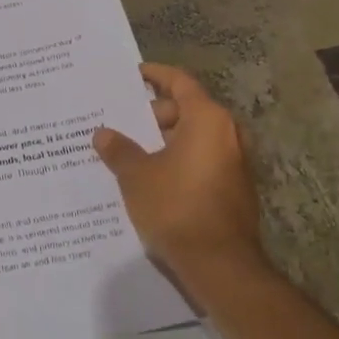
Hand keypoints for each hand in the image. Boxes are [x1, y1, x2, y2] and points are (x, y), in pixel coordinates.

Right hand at [93, 64, 266, 281]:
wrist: (219, 263)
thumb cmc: (175, 207)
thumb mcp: (136, 176)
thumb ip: (119, 150)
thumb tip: (103, 133)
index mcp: (207, 120)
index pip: (180, 83)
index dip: (156, 75)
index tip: (133, 74)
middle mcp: (227, 135)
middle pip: (187, 111)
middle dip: (153, 115)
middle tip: (120, 123)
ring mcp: (234, 163)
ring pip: (193, 139)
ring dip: (163, 142)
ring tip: (128, 151)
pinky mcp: (233, 189)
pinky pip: (200, 162)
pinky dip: (177, 162)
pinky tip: (149, 178)